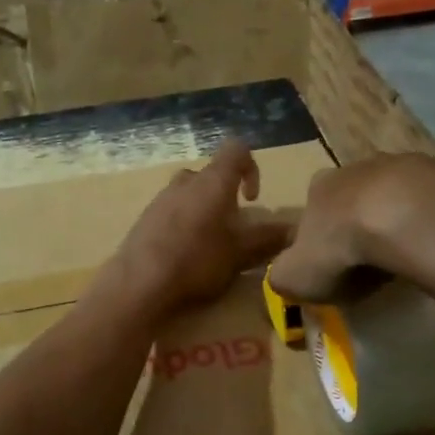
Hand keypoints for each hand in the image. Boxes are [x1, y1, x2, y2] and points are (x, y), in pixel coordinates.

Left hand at [110, 141, 292, 312]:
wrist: (139, 284)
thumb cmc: (197, 260)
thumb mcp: (241, 252)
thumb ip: (269, 238)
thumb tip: (295, 230)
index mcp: (212, 181)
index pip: (237, 150)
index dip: (251, 168)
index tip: (251, 199)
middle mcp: (185, 182)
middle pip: (210, 176)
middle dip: (224, 196)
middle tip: (232, 228)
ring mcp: (159, 200)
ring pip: (188, 195)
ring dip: (203, 212)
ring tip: (209, 245)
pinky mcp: (143, 221)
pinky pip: (169, 214)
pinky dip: (182, 227)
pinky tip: (183, 257)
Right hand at [268, 153, 434, 301]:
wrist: (407, 220)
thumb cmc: (342, 249)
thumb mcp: (294, 276)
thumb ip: (283, 276)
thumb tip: (286, 277)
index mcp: (320, 187)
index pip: (313, 208)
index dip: (322, 238)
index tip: (333, 266)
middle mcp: (359, 168)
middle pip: (357, 198)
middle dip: (363, 225)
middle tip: (373, 263)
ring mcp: (405, 165)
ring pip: (399, 196)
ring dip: (401, 220)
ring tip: (409, 257)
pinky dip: (434, 222)